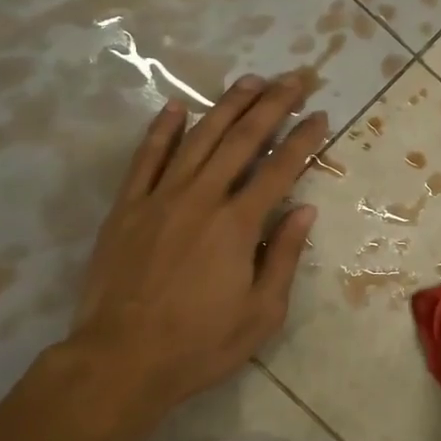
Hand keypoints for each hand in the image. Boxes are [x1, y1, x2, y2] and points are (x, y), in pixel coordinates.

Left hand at [58, 73, 325, 425]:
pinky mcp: (126, 208)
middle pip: (242, 139)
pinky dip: (162, 130)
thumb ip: (283, 256)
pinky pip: (146, 159)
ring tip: (250, 80)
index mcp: (238, 224)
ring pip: (198, 138)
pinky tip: (176, 107)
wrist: (120, 361)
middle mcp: (202, 198)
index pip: (280, 168)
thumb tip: (305, 211)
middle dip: (273, 104)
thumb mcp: (262, 313)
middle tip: (295, 79)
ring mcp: (160, 198)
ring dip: (227, 105)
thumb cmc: (200, 344)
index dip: (304, 139)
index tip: (321, 115)